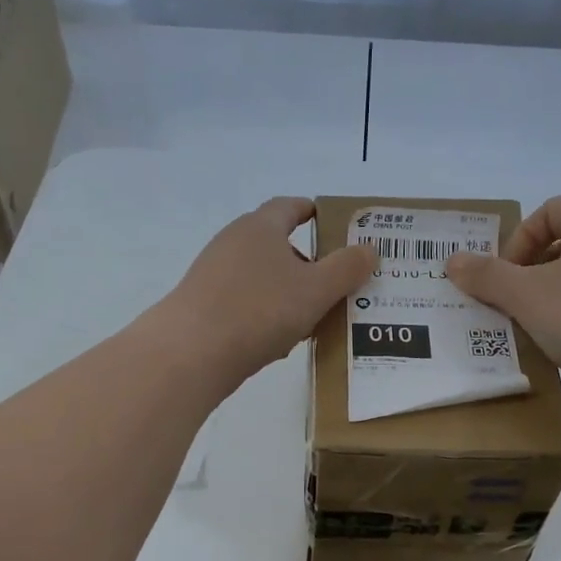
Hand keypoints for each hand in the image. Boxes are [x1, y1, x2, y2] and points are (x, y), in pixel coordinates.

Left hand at [157, 197, 376, 380]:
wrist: (191, 353)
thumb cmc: (259, 310)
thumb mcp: (316, 290)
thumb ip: (346, 269)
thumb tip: (369, 249)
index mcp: (260, 227)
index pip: (289, 206)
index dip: (313, 212)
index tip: (332, 223)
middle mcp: (232, 243)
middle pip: (275, 244)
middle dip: (306, 262)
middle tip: (334, 283)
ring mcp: (213, 275)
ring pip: (260, 278)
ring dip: (285, 293)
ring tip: (312, 318)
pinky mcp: (202, 306)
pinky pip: (244, 304)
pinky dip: (264, 315)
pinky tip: (277, 342)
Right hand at [445, 194, 560, 412]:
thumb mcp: (524, 294)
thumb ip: (486, 275)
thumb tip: (453, 261)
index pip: (554, 208)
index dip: (522, 236)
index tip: (506, 273)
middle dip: (531, 268)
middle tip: (511, 298)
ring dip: (548, 295)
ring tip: (529, 323)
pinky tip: (556, 344)